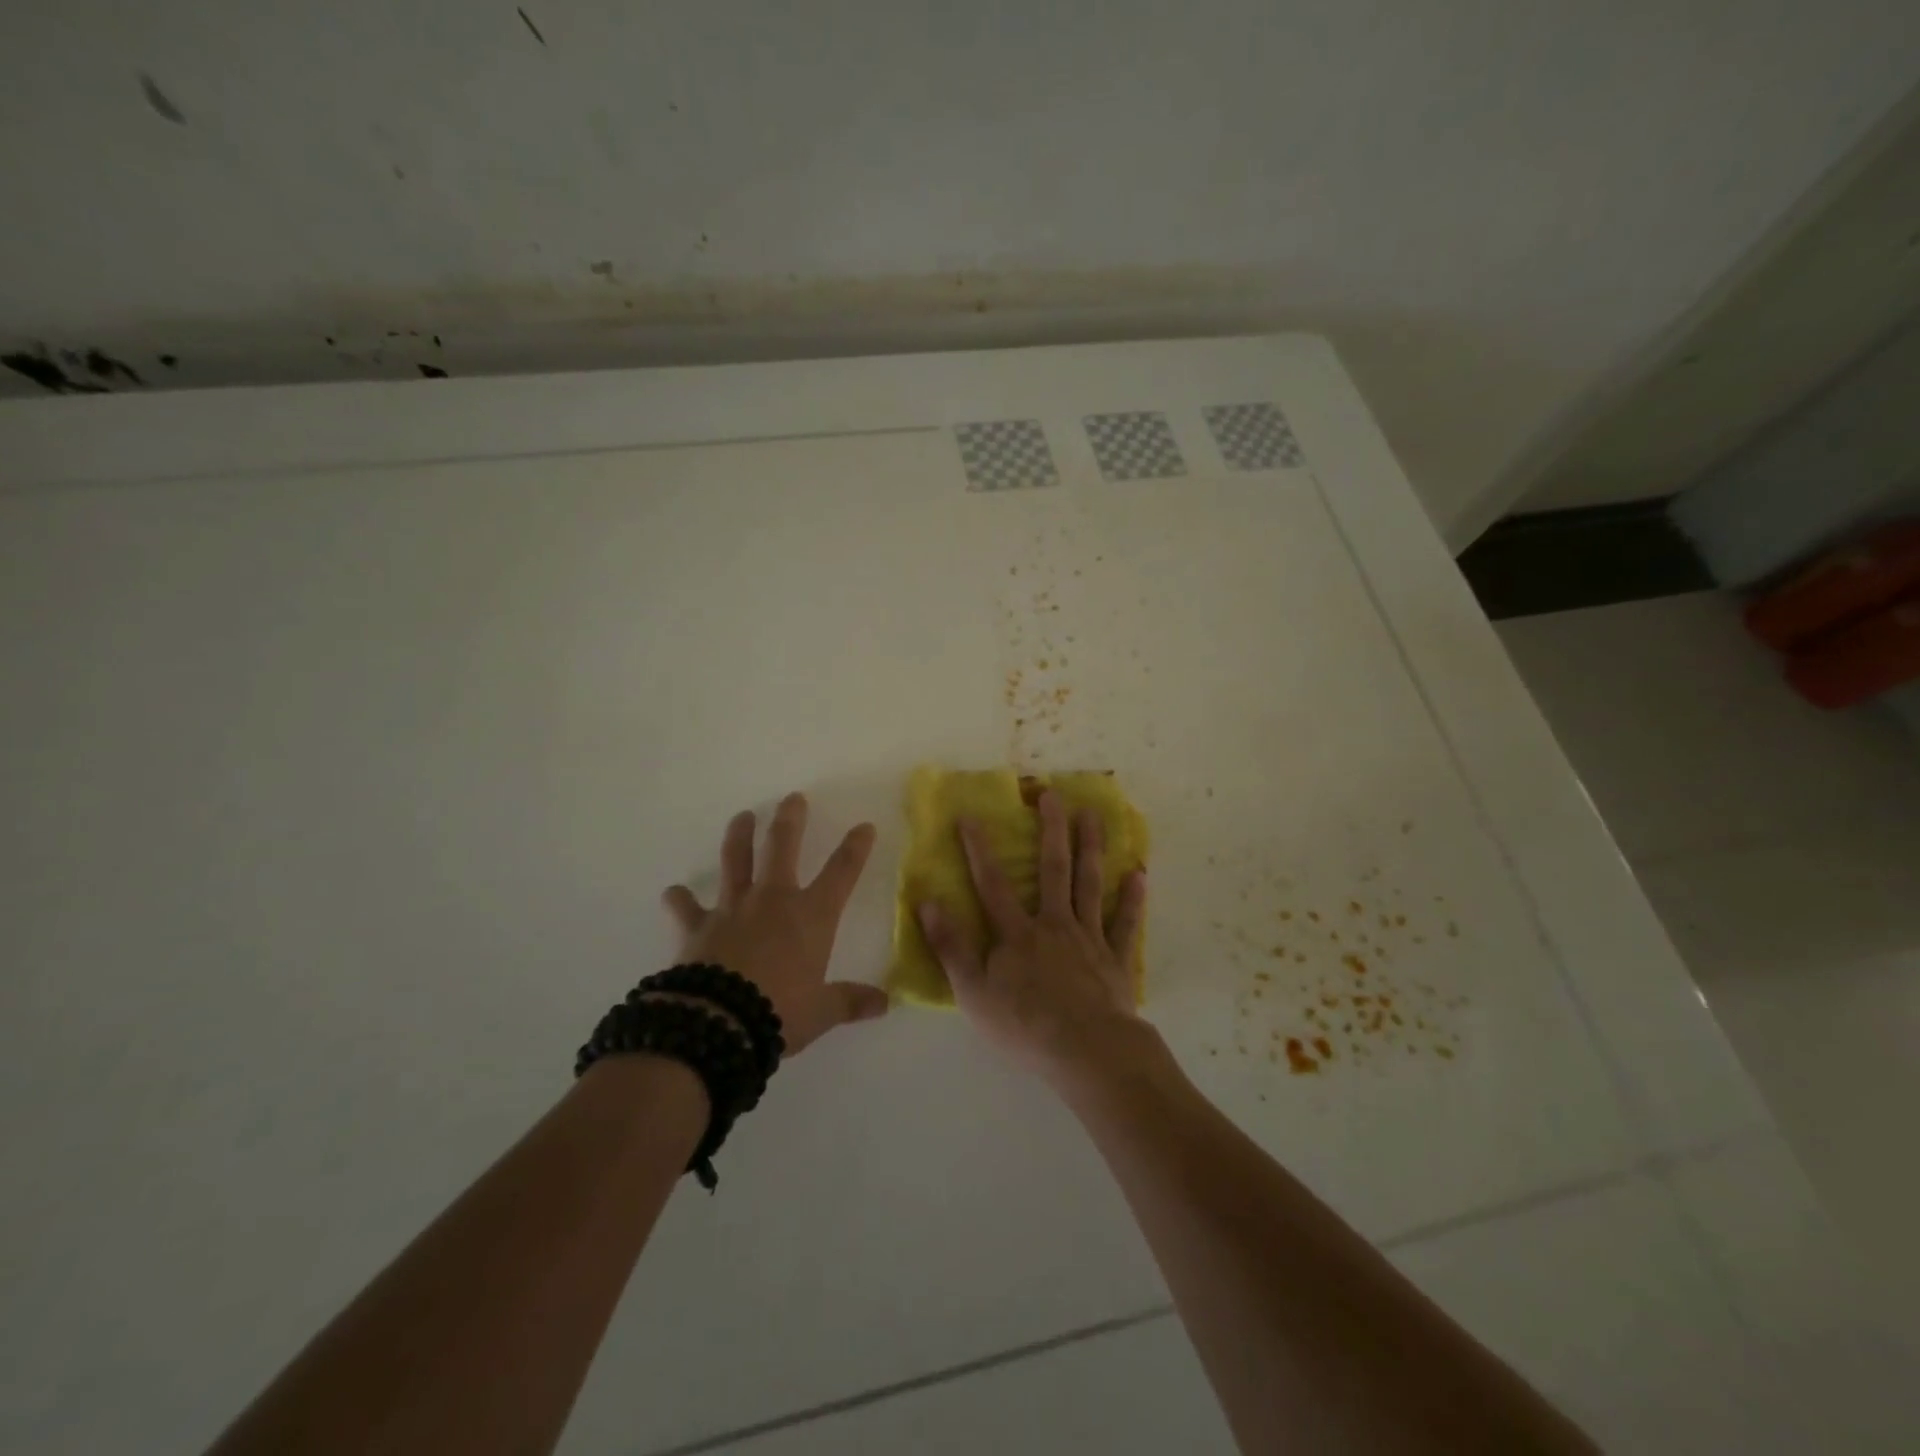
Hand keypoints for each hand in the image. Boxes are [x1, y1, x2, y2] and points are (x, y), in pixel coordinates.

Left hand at [663, 793, 888, 1055]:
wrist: (717, 1024)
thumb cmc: (779, 1013)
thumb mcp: (821, 1012)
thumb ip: (850, 1001)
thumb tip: (884, 1003)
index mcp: (811, 916)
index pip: (842, 872)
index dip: (855, 848)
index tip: (864, 826)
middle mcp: (773, 901)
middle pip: (782, 847)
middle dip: (790, 820)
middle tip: (793, 798)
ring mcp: (733, 909)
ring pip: (736, 860)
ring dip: (739, 836)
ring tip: (741, 816)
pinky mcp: (698, 927)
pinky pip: (686, 908)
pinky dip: (679, 900)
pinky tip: (673, 893)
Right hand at [916, 790, 1149, 1083]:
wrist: (1086, 1051)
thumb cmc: (1024, 1026)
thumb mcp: (973, 993)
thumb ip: (950, 947)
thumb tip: (927, 902)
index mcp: (1017, 934)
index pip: (992, 884)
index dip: (979, 849)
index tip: (971, 816)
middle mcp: (1054, 924)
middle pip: (1052, 869)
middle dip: (1051, 830)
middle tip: (1052, 795)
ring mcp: (1089, 938)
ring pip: (1089, 884)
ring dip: (1091, 847)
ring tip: (1093, 815)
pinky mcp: (1115, 959)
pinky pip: (1124, 923)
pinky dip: (1132, 899)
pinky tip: (1139, 874)